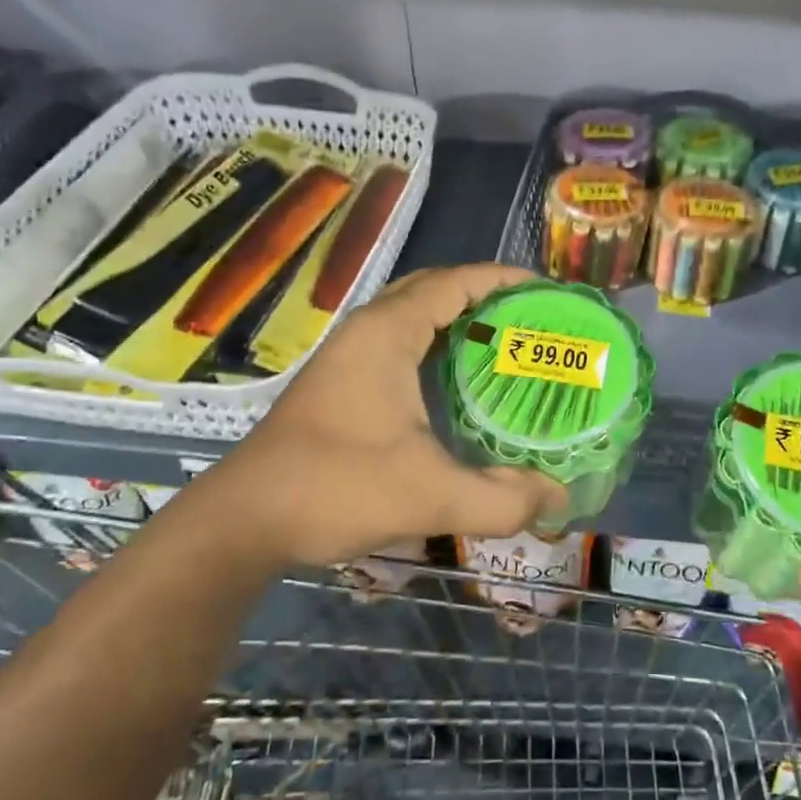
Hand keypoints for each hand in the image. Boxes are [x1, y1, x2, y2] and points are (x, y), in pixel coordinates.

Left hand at [191, 264, 566, 568]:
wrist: (244, 520)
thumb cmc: (335, 489)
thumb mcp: (430, 496)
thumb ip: (501, 498)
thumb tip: (556, 497)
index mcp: (388, 333)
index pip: (455, 282)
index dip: (504, 279)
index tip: (548, 292)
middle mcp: (367, 331)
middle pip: (435, 290)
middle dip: (485, 297)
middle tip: (532, 322)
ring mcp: (348, 356)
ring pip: (414, 317)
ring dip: (459, 322)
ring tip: (507, 348)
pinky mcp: (340, 382)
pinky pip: (400, 344)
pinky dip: (436, 349)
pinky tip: (459, 387)